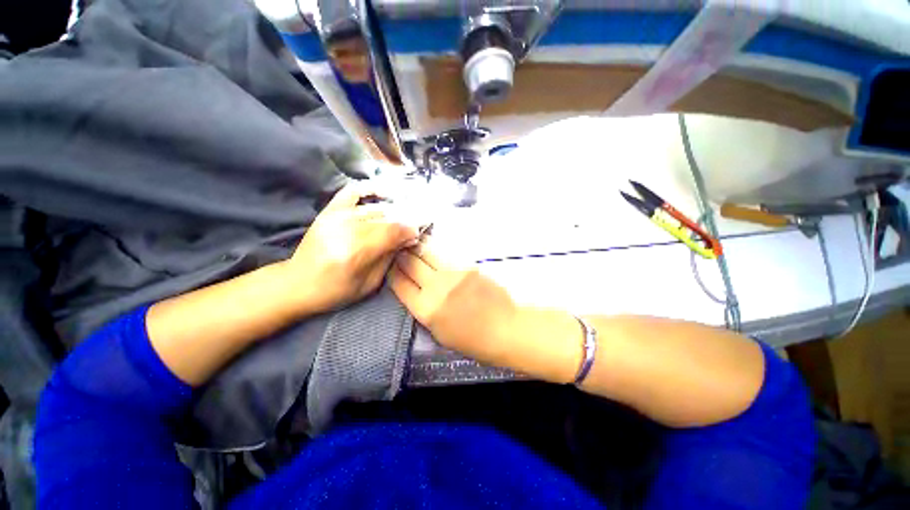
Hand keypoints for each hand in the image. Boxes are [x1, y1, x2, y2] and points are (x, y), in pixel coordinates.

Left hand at [286, 183, 418, 313]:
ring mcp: (336, 216)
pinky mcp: (329, 211)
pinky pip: (352, 191)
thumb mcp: (370, 283)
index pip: (394, 230)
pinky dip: (369, 189)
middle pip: (387, 217)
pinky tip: (382, 194)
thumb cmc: (336, 290)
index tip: (416, 235)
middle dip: (404, 222)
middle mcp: (348, 228)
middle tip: (410, 230)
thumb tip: (407, 239)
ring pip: (376, 208)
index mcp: (358, 251)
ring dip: (393, 213)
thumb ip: (390, 258)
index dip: (410, 230)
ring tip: (399, 221)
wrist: (297, 283)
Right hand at [389, 242, 519, 366]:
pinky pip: (445, 255)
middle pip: (410, 263)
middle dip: (402, 255)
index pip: (399, 283)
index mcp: (425, 309)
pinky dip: (436, 251)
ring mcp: (452, 273)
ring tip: (414, 243)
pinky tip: (433, 248)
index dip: (392, 272)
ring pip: (427, 253)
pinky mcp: (467, 265)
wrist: (504, 329)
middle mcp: (435, 287)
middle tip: (400, 250)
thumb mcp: (438, 332)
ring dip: (418, 247)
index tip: (391, 265)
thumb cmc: (471, 339)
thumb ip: (423, 308)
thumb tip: (414, 288)